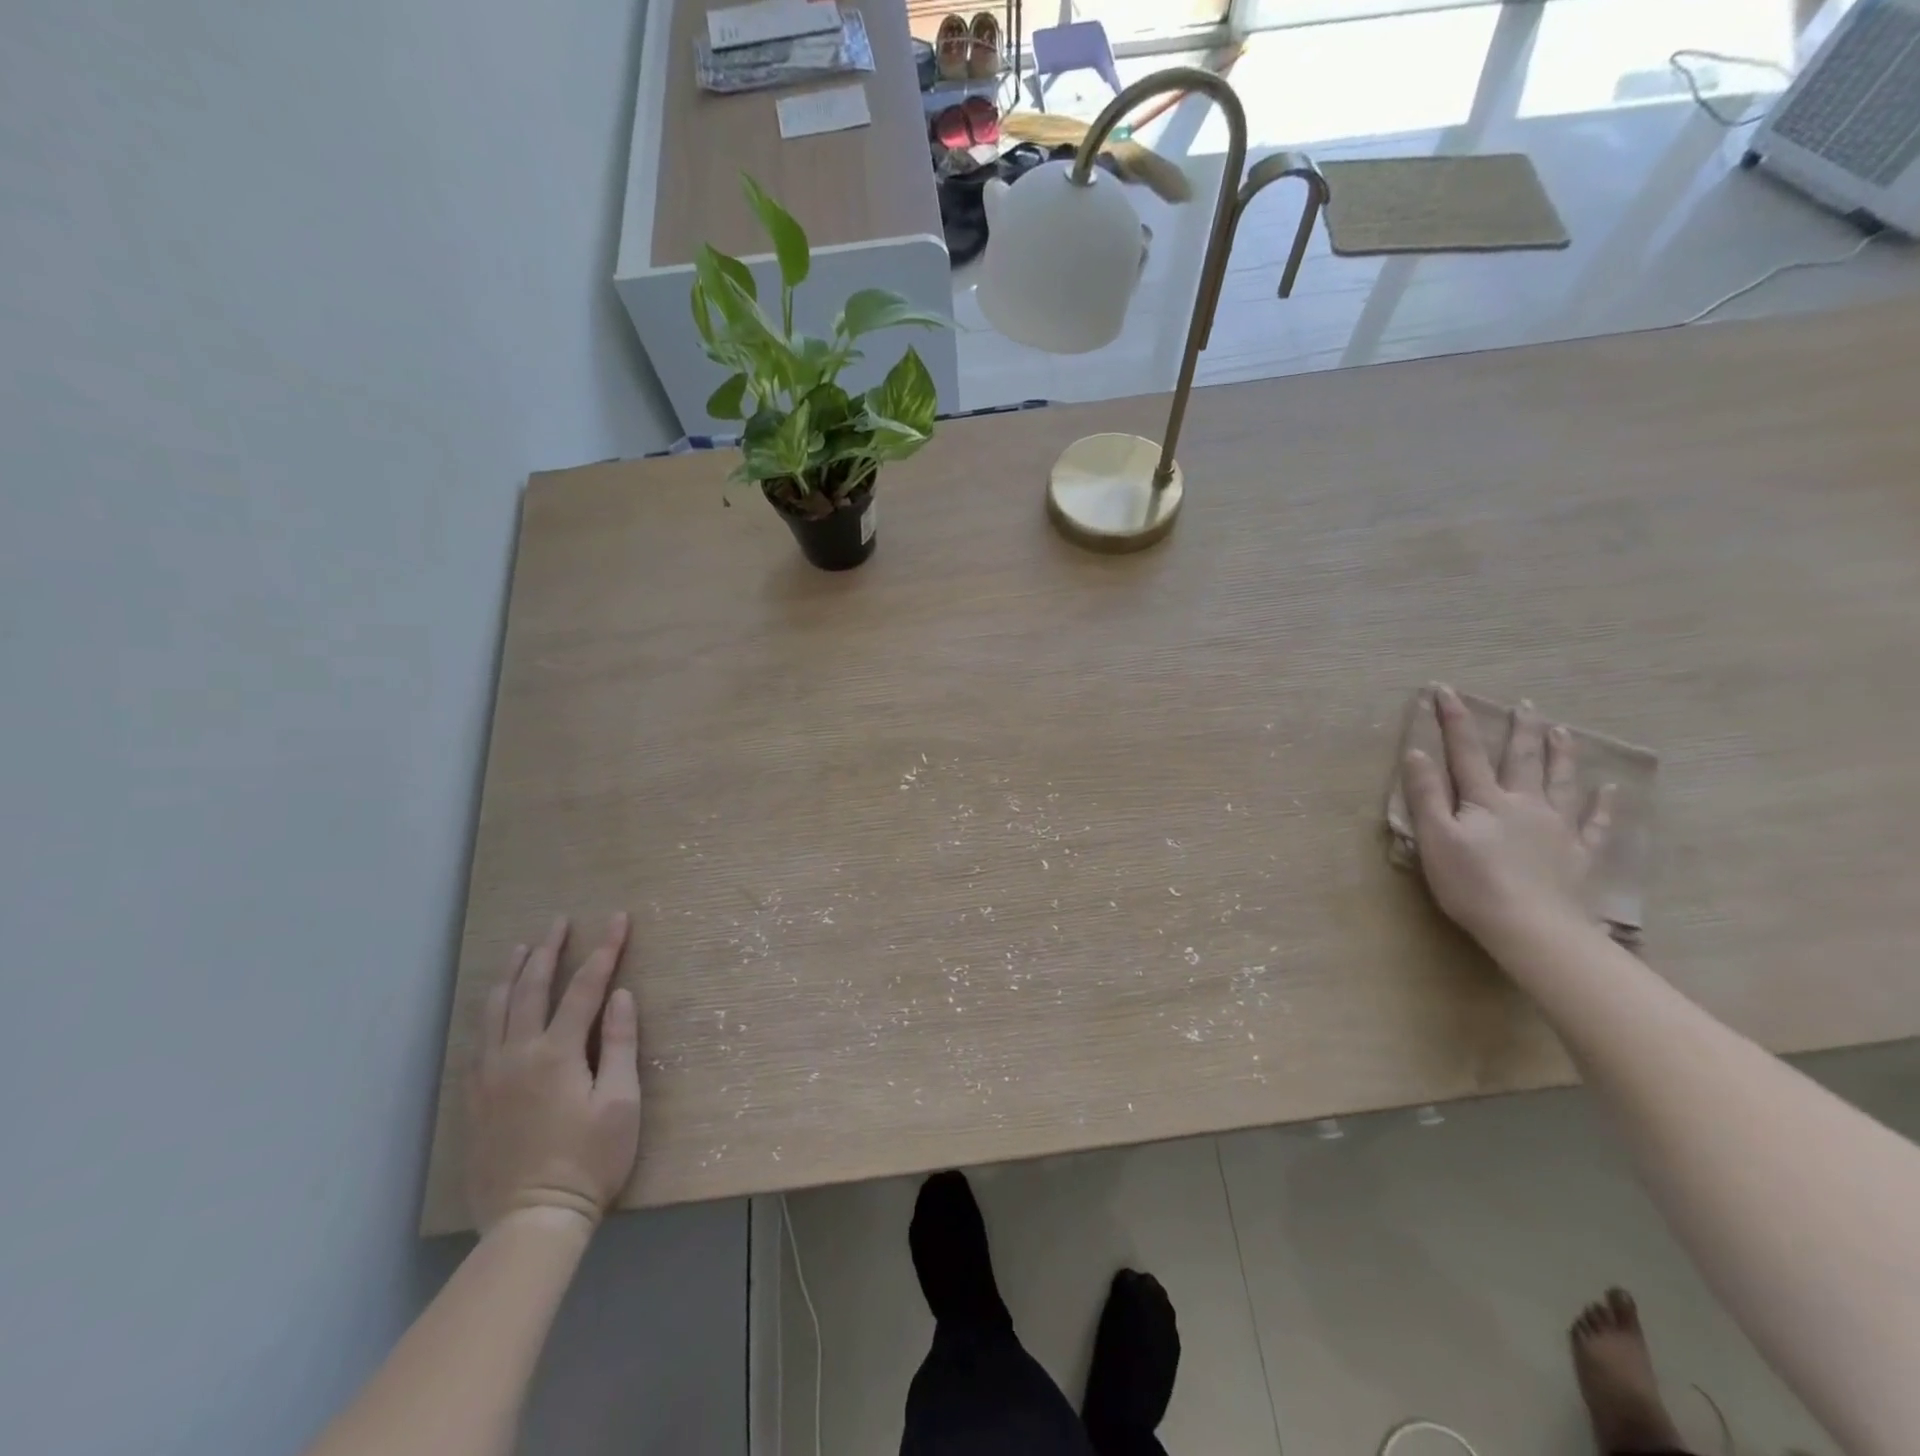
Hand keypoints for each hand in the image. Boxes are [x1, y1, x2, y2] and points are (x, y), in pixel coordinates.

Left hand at [465, 913, 640, 1233]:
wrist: (531, 1221)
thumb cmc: (590, 1160)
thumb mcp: (620, 1102)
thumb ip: (620, 1044)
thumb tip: (621, 995)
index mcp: (558, 1054)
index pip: (585, 987)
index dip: (605, 950)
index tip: (619, 919)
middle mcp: (517, 1054)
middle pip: (533, 988)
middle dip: (549, 950)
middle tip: (560, 921)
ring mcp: (489, 1076)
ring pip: (496, 1009)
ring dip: (513, 973)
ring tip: (523, 948)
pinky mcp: (474, 1098)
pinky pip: (479, 1038)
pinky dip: (490, 1009)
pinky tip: (497, 1004)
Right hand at [1403, 686, 1614, 948]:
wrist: (1532, 928)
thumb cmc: (1472, 883)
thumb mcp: (1436, 838)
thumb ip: (1426, 795)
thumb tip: (1417, 752)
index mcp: (1486, 800)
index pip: (1465, 752)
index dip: (1454, 720)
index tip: (1446, 690)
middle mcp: (1525, 804)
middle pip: (1521, 759)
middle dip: (1519, 730)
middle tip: (1525, 704)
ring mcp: (1557, 828)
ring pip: (1560, 781)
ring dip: (1559, 754)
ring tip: (1562, 730)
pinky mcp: (1578, 854)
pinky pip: (1595, 823)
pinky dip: (1604, 805)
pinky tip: (1610, 790)